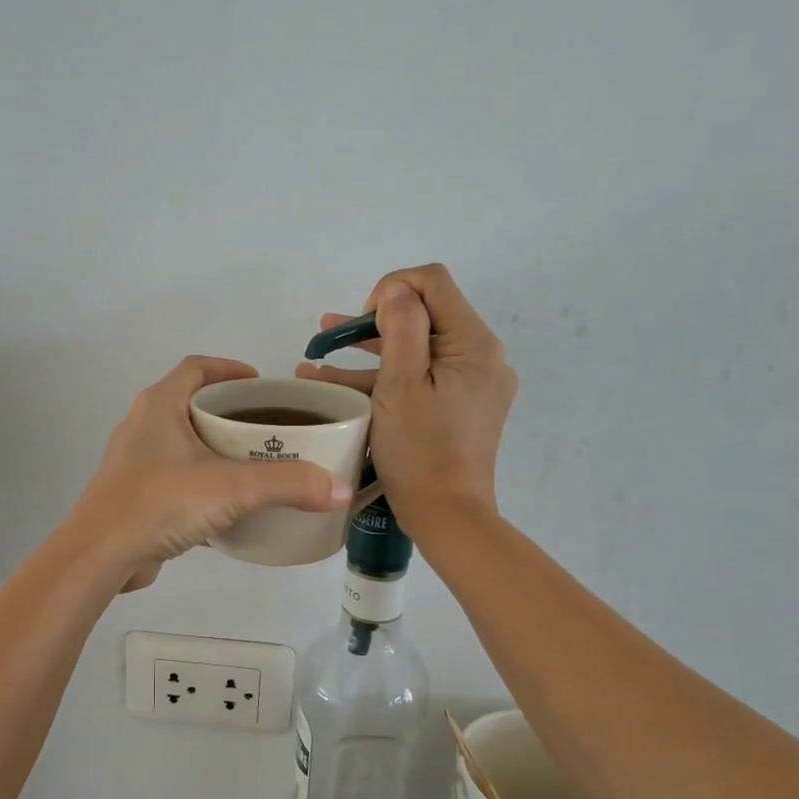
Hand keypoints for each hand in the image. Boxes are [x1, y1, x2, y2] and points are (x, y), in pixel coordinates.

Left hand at [69, 356, 353, 589]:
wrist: (100, 555)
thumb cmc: (160, 503)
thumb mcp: (231, 489)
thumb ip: (288, 485)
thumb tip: (340, 489)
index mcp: (159, 405)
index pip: (197, 368)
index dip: (230, 369)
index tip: (262, 384)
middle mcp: (142, 425)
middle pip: (191, 403)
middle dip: (230, 411)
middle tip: (268, 428)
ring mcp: (134, 460)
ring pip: (182, 441)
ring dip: (215, 446)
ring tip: (254, 463)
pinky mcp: (133, 493)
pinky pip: (174, 473)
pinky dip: (201, 477)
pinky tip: (226, 501)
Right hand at [296, 264, 515, 531]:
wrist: (447, 515)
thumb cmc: (420, 450)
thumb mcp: (401, 384)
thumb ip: (400, 328)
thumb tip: (397, 292)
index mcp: (473, 343)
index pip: (432, 282)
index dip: (391, 289)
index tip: (361, 323)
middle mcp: (482, 356)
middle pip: (425, 316)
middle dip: (372, 322)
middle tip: (329, 336)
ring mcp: (473, 383)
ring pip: (418, 350)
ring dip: (370, 352)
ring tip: (317, 357)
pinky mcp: (461, 406)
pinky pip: (423, 378)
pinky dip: (386, 378)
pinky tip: (338, 384)